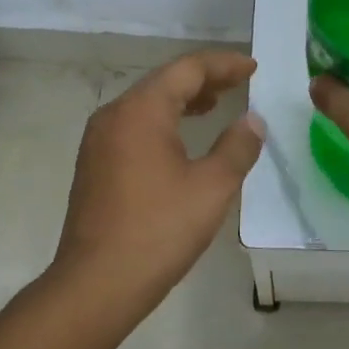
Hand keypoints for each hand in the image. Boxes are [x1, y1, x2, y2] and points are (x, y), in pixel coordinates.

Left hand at [53, 50, 265, 318]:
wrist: (97, 283)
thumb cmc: (159, 230)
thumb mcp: (212, 187)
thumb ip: (238, 147)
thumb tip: (252, 121)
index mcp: (141, 111)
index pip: (187, 70)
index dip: (223, 65)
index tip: (253, 68)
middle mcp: (114, 116)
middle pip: (164, 82)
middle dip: (204, 80)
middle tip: (239, 82)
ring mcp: (98, 141)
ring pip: (147, 105)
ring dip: (183, 101)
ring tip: (216, 105)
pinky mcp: (94, 166)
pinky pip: (134, 128)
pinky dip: (163, 122)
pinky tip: (181, 141)